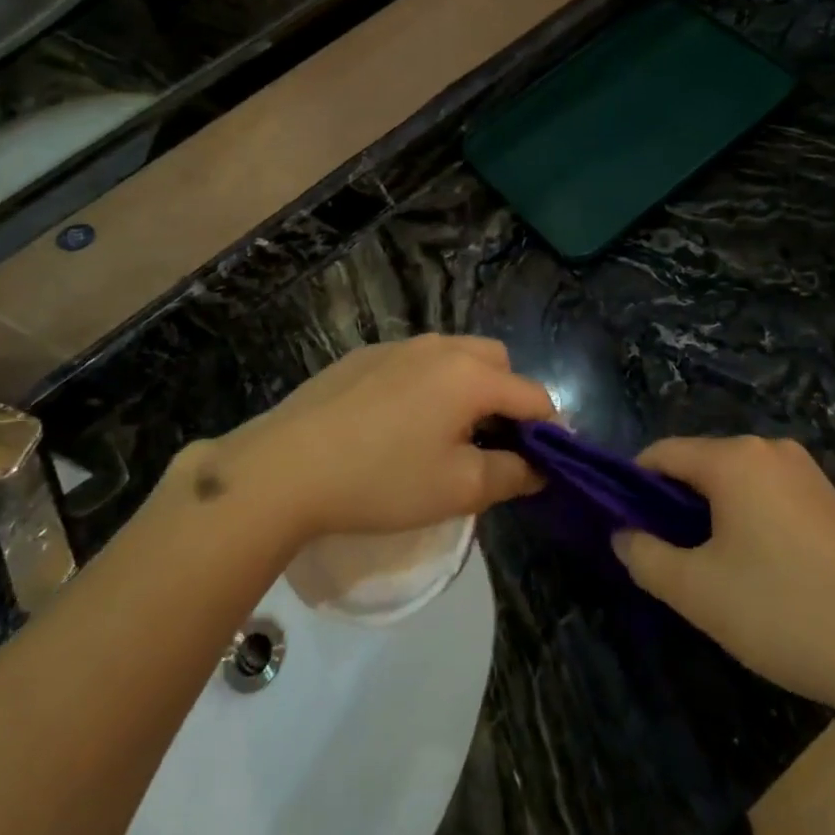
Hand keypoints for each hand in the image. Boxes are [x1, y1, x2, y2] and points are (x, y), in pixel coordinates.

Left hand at [174, 335, 553, 541]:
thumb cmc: (382, 480)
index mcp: (471, 375)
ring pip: (455, 355)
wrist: (286, 466)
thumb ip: (511, 475)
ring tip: (446, 432)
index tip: (547, 460)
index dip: (549, 428)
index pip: (533, 394)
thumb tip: (540, 467)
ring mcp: (399, 345)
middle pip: (497, 361)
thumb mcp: (457, 489)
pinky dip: (428, 384)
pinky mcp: (365, 355)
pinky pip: (416, 361)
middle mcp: (440, 347)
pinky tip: (398, 423)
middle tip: (493, 443)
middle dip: (509, 397)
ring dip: (468, 386)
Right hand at [613, 437, 834, 709]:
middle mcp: (770, 450)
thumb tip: (623, 535)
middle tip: (668, 558)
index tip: (624, 526)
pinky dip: (748, 520)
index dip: (633, 485)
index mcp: (734, 458)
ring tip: (712, 570)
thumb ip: (645, 557)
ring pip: (735, 482)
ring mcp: (807, 473)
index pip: (662, 453)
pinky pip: (769, 495)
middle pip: (700, 464)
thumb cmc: (784, 613)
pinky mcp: (831, 500)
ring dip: (711, 515)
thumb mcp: (698, 592)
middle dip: (674, 504)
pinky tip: (759, 571)